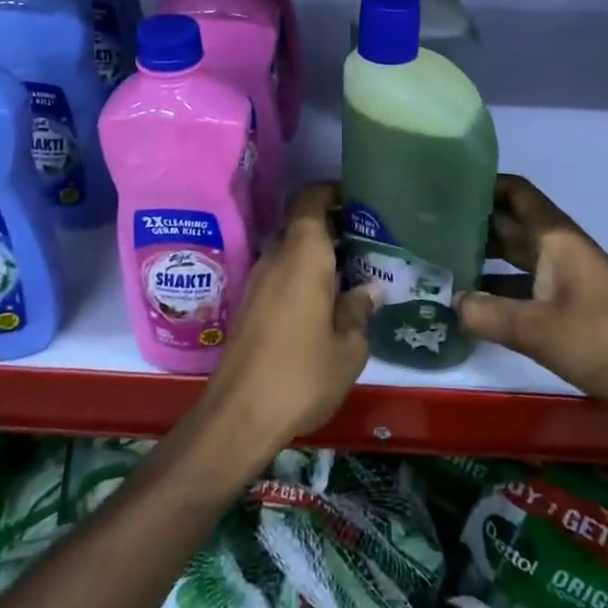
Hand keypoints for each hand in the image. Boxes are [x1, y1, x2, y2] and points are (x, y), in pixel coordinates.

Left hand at [200, 182, 376, 457]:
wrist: (239, 416)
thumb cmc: (301, 374)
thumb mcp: (348, 348)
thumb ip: (359, 311)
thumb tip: (368, 290)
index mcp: (303, 254)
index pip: (310, 199)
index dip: (331, 192)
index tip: (357, 200)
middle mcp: (276, 256)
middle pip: (302, 225)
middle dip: (332, 227)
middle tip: (366, 241)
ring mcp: (258, 280)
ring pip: (290, 251)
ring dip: (316, 255)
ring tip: (351, 273)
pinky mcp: (249, 305)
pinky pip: (280, 274)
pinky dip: (301, 276)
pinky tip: (324, 303)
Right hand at [457, 174, 607, 405]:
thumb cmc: (600, 339)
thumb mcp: (536, 329)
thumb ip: (487, 315)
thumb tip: (449, 303)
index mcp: (555, 237)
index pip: (515, 191)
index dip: (483, 184)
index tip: (445, 189)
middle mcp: (558, 247)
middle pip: (510, 222)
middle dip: (473, 224)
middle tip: (429, 229)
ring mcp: (565, 275)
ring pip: (516, 254)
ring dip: (484, 257)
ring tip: (441, 264)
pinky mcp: (569, 302)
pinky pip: (525, 283)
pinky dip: (500, 288)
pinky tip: (473, 304)